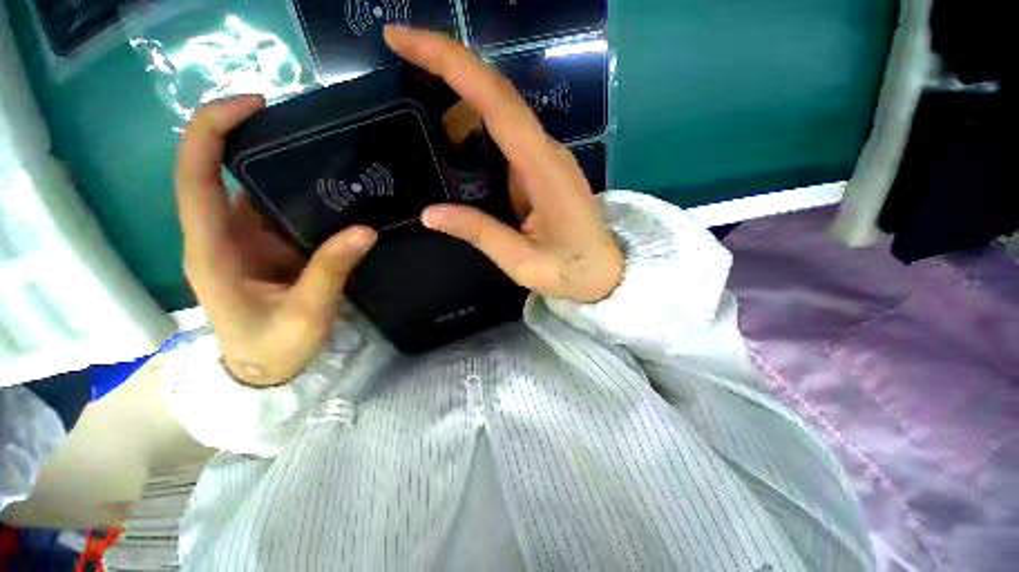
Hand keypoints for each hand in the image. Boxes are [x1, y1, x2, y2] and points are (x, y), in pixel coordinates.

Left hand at [175, 96, 376, 385]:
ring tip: (328, 152)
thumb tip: (365, 230)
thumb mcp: (305, 313)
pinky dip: (301, 194)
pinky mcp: (266, 246)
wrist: (264, 369)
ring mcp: (243, 239)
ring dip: (283, 166)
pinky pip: (278, 209)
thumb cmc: (273, 347)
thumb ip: (330, 270)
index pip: (195, 175)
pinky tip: (332, 190)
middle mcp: (220, 234)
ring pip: (253, 187)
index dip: (212, 131)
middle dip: (251, 136)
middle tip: (306, 123)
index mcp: (212, 248)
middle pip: (219, 169)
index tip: (254, 104)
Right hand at [385, 26, 623, 303]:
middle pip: (496, 95)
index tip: (402, 39)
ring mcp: (547, 157)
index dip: (450, 63)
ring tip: (423, 123)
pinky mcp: (543, 168)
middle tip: (401, 69)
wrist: (606, 272)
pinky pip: (507, 139)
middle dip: (447, 70)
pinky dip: (476, 133)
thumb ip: (480, 233)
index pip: (495, 101)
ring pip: (500, 114)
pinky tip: (454, 149)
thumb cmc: (571, 270)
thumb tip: (429, 213)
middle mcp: (546, 151)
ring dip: (459, 108)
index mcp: (543, 169)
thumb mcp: (522, 261)